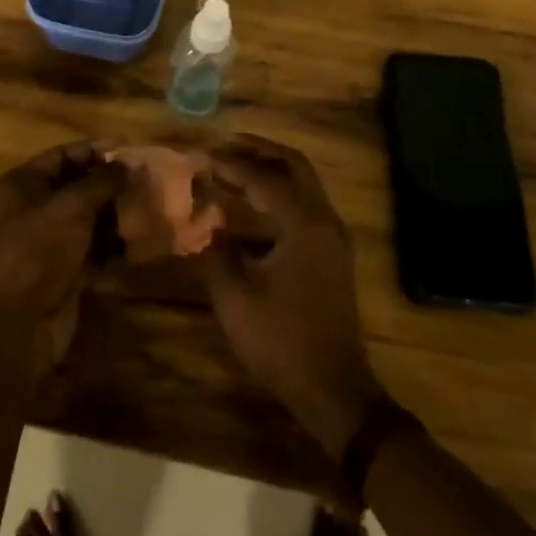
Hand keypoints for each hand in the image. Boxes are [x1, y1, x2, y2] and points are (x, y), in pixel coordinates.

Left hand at [0, 141, 123, 375]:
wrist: (21, 322)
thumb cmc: (39, 249)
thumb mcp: (72, 206)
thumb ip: (103, 182)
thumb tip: (131, 164)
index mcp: (20, 184)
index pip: (61, 155)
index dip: (94, 149)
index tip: (129, 147)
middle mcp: (30, 208)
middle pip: (76, 186)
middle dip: (109, 183)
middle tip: (145, 178)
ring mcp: (47, 241)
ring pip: (87, 218)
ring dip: (115, 213)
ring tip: (148, 206)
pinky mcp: (63, 269)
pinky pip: (93, 247)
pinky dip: (113, 243)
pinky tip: (139, 239)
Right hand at [200, 135, 384, 456]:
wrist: (335, 391)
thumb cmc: (283, 342)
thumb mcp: (236, 298)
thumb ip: (215, 251)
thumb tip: (203, 220)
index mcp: (304, 225)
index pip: (264, 178)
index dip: (231, 165)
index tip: (201, 157)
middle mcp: (325, 221)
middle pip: (294, 165)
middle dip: (259, 150)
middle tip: (225, 145)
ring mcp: (333, 238)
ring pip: (304, 183)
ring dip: (271, 169)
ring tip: (234, 167)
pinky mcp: (332, 254)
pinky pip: (306, 203)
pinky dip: (280, 191)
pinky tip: (254, 203)